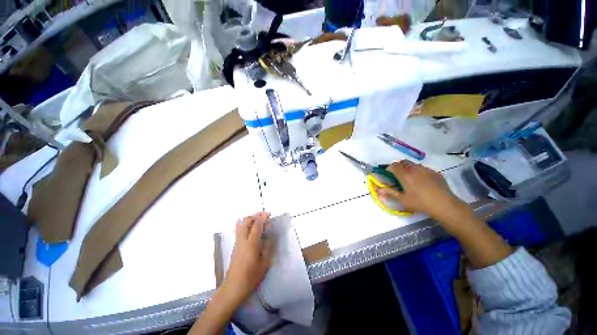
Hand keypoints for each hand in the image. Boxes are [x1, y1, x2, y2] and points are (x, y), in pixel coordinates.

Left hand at [222, 212, 273, 305]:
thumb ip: (268, 247)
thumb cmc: (251, 277)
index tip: (269, 214)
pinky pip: (239, 230)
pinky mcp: (235, 246)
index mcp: (251, 243)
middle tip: (264, 217)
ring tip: (259, 221)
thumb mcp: (264, 263)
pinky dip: (244, 225)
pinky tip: (249, 227)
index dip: (263, 217)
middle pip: (246, 221)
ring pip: (241, 224)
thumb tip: (270, 236)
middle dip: (255, 216)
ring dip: (250, 219)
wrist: (233, 287)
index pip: (256, 225)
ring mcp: (237, 242)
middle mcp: (242, 240)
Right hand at [376, 160, 465, 220]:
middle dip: (398, 166)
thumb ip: (389, 193)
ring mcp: (426, 169)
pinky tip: (422, 182)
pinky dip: (418, 171)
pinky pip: (423, 168)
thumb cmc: (420, 202)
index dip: (389, 169)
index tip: (388, 175)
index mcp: (405, 174)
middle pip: (403, 162)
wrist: (444, 205)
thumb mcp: (402, 199)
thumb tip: (377, 190)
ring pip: (413, 164)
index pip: (393, 165)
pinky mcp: (435, 172)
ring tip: (409, 178)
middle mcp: (414, 168)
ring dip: (408, 168)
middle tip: (397, 176)